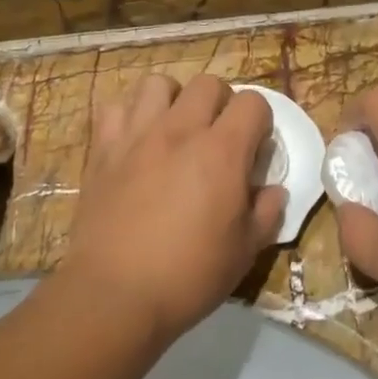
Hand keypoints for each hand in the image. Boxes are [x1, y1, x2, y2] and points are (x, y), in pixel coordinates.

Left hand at [60, 75, 284, 342]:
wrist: (114, 295)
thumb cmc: (188, 276)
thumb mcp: (244, 252)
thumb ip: (267, 213)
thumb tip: (274, 191)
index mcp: (222, 151)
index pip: (252, 102)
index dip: (259, 122)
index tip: (254, 149)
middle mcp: (180, 130)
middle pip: (207, 83)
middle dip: (220, 103)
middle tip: (217, 137)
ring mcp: (137, 134)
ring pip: (158, 84)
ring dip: (173, 100)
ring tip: (174, 129)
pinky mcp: (103, 148)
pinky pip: (114, 107)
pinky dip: (127, 116)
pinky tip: (134, 141)